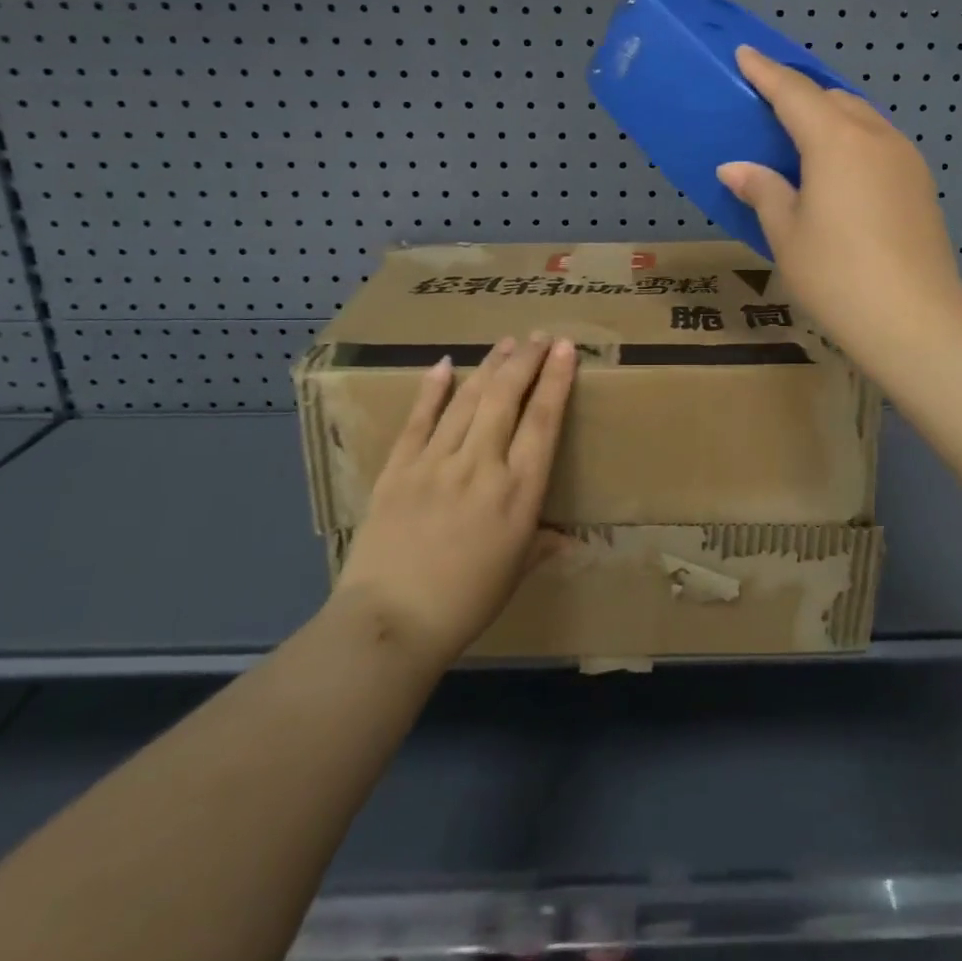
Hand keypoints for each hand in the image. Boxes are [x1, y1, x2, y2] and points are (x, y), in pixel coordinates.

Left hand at [333, 335, 576, 664]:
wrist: (390, 623)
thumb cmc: (465, 603)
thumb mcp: (515, 573)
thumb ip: (543, 545)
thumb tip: (571, 540)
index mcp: (518, 492)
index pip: (543, 421)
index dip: (556, 380)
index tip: (566, 349)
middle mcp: (481, 465)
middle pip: (506, 397)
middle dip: (526, 360)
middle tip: (540, 336)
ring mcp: (436, 462)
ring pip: (468, 399)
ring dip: (490, 366)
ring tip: (507, 343)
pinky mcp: (399, 468)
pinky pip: (418, 420)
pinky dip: (432, 390)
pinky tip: (443, 364)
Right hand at [718, 45, 961, 370]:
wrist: (914, 321)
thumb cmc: (836, 275)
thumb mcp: (786, 233)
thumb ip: (762, 190)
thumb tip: (736, 168)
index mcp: (836, 141)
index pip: (793, 93)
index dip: (766, 72)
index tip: (745, 54)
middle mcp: (875, 137)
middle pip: (833, 99)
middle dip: (800, 94)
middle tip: (770, 104)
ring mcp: (905, 159)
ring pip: (862, 119)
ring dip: (831, 117)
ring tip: (803, 137)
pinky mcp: (920, 184)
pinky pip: (879, 144)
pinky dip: (853, 142)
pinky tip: (839, 171)